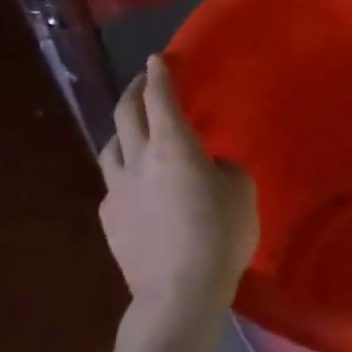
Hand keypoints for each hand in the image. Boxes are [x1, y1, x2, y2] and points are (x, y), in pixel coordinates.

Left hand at [97, 55, 258, 324]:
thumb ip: (224, 168)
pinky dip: (123, 171)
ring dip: (121, 129)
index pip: (161, 98)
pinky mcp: (109, 219)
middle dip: (134, 90)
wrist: (178, 292)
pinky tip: (135, 183)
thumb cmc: (219, 235)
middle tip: (142, 80)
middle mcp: (138, 159)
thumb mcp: (242, 191)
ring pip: (110, 146)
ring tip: (131, 128)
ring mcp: (117, 190)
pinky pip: (112, 183)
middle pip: (126, 114)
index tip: (158, 58)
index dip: (160, 75)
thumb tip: (209, 167)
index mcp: (173, 146)